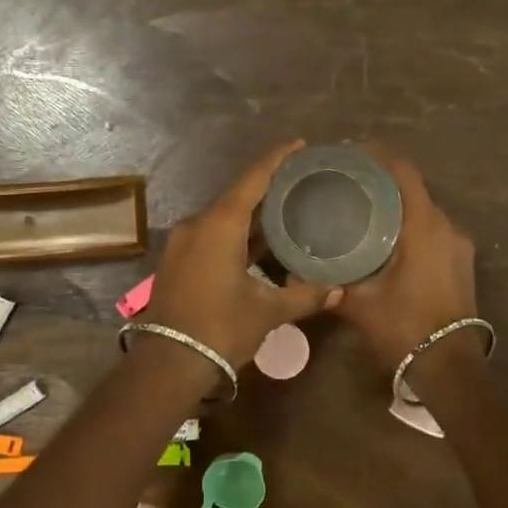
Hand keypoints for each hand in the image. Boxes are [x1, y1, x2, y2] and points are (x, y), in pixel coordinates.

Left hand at [145, 141, 338, 368]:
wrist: (169, 363)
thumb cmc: (221, 328)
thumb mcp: (267, 312)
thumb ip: (304, 296)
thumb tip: (339, 290)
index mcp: (220, 225)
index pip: (252, 180)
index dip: (276, 159)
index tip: (297, 145)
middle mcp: (197, 224)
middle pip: (237, 196)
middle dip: (266, 187)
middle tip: (299, 182)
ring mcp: (182, 242)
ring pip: (222, 217)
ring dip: (250, 214)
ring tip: (284, 210)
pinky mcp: (177, 260)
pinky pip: (210, 234)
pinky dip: (234, 233)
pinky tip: (256, 242)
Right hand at [335, 150, 478, 369]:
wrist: (450, 366)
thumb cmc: (405, 328)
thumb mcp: (360, 305)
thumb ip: (329, 284)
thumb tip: (290, 275)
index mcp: (424, 227)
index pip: (404, 173)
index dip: (379, 157)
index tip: (351, 155)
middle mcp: (446, 227)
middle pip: (414, 189)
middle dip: (383, 183)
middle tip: (349, 186)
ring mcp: (459, 246)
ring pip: (425, 211)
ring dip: (398, 206)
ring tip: (364, 211)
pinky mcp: (462, 263)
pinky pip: (434, 231)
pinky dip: (411, 226)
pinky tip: (387, 241)